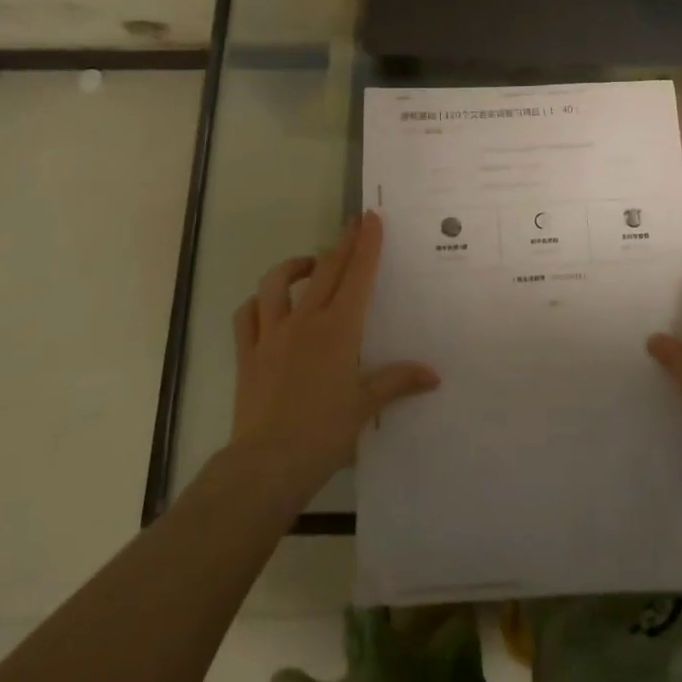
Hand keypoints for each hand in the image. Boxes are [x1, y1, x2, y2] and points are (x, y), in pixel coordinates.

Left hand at [230, 212, 439, 501]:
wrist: (267, 464)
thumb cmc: (324, 433)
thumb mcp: (365, 407)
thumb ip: (397, 382)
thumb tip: (433, 376)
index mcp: (338, 329)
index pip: (357, 276)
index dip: (366, 244)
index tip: (371, 218)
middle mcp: (305, 321)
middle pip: (325, 269)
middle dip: (342, 243)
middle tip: (352, 224)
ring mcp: (272, 334)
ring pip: (277, 283)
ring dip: (295, 266)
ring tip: (309, 264)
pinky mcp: (248, 353)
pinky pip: (247, 316)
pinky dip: (257, 303)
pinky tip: (267, 305)